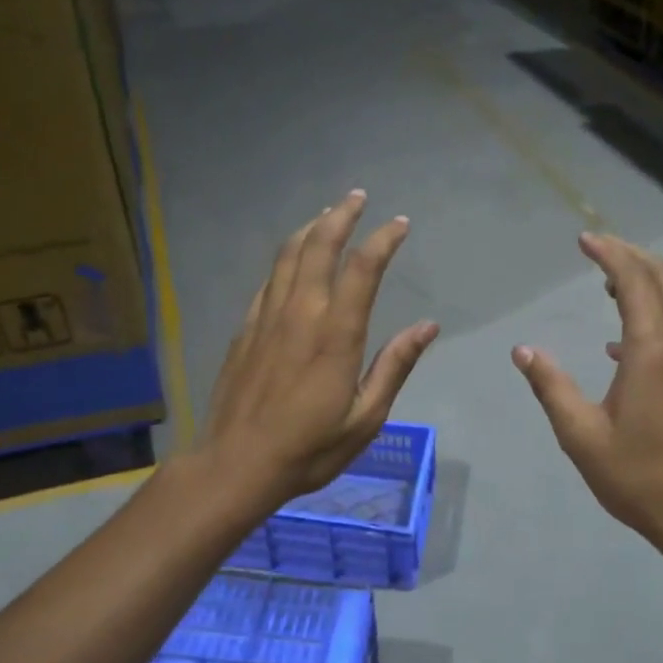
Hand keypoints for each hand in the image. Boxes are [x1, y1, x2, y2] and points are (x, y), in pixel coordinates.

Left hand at [203, 190, 438, 500]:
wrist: (236, 464)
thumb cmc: (309, 448)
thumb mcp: (366, 417)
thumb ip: (395, 366)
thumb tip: (427, 327)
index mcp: (335, 334)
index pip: (363, 269)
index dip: (383, 240)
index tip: (400, 224)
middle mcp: (300, 313)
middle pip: (319, 246)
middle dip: (341, 216)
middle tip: (358, 198)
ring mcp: (267, 317)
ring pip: (288, 255)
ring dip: (311, 228)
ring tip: (327, 214)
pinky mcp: (245, 329)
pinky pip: (269, 280)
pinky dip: (286, 258)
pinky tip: (293, 260)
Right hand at [513, 233, 662, 561]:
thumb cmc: (637, 476)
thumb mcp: (581, 436)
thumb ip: (551, 387)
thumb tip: (523, 351)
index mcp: (653, 353)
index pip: (636, 283)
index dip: (611, 255)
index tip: (584, 240)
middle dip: (634, 256)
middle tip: (599, 248)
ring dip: (651, 280)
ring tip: (611, 281)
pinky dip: (660, 311)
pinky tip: (623, 341)